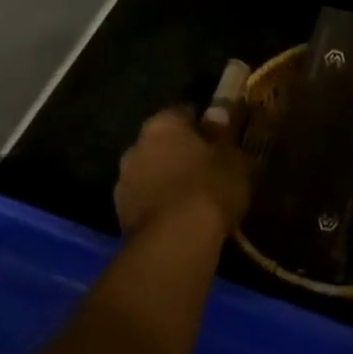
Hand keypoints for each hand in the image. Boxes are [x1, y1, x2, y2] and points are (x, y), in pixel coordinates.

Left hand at [114, 107, 250, 235]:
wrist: (174, 241)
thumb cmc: (209, 187)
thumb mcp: (232, 157)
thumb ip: (223, 133)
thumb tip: (217, 112)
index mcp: (163, 124)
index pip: (184, 112)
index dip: (204, 123)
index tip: (221, 136)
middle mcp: (136, 146)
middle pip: (163, 142)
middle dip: (182, 151)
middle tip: (208, 165)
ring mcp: (124, 181)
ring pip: (151, 172)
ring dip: (168, 178)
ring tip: (194, 195)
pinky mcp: (120, 214)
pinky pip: (147, 199)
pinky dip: (161, 203)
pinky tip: (180, 216)